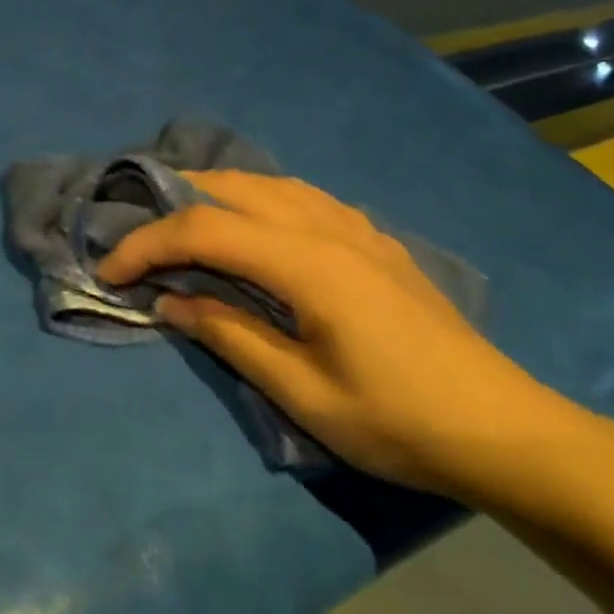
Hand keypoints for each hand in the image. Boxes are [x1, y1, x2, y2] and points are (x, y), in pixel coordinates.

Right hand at [97, 171, 589, 501]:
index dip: (146, 244)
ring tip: (181, 222)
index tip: (109, 272)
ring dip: (214, 193)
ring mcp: (356, 228)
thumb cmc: (398, 421)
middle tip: (135, 236)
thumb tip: (169, 301)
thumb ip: (230, 335)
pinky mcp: (374, 241)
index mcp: (306, 262)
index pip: (203, 230)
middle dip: (172, 203)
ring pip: (268, 183)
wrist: (504, 430)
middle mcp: (327, 227)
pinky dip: (258, 198)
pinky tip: (254, 224)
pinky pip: (302, 197)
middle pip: (232, 187)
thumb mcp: (303, 392)